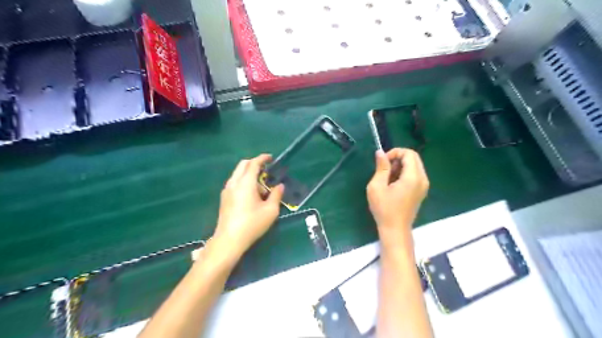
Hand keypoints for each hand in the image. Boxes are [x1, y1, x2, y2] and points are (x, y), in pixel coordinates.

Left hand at [213, 154, 284, 260]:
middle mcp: (234, 183)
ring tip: (261, 186)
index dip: (263, 158)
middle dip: (255, 163)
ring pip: (238, 173)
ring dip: (249, 173)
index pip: (253, 163)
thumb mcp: (270, 211)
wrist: (229, 240)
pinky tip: (251, 194)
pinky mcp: (224, 198)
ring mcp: (227, 190)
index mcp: (245, 183)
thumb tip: (280, 186)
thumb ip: (276, 195)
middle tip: (266, 169)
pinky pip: (235, 182)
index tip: (271, 158)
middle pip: (243, 165)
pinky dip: (244, 181)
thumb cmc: (252, 224)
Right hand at [364, 150, 429, 244]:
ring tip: (387, 177)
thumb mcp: (377, 187)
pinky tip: (393, 183)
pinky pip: (415, 174)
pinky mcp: (421, 191)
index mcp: (413, 177)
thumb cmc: (384, 209)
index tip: (383, 161)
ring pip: (414, 165)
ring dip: (401, 166)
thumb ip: (381, 167)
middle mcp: (423, 179)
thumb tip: (380, 152)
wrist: (395, 229)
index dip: (395, 152)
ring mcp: (424, 185)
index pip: (409, 153)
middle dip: (398, 158)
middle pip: (414, 158)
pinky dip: (404, 173)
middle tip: (385, 168)